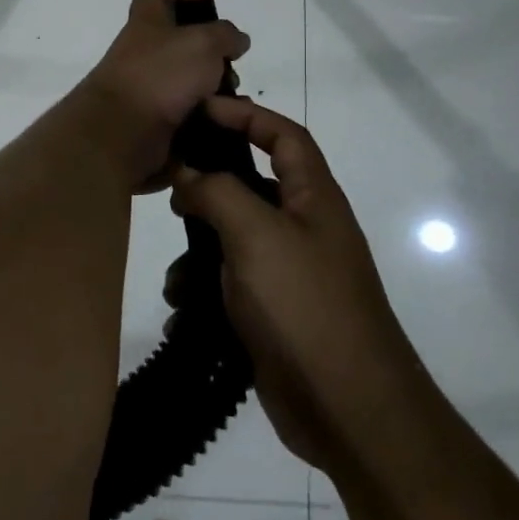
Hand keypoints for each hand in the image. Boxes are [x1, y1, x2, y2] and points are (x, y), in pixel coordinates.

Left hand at [75, 0, 250, 191]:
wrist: (121, 134)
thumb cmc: (160, 76)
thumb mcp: (202, 43)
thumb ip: (225, 35)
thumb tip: (236, 40)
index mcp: (147, 24)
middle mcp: (143, 54)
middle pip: (180, 42)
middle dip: (212, 51)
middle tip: (233, 61)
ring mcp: (147, 90)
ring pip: (189, 82)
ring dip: (215, 87)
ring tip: (236, 97)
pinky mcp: (154, 123)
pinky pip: (189, 114)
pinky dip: (209, 117)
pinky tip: (228, 122)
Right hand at [171, 97, 415, 474]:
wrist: (348, 410)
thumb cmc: (305, 305)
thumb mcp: (257, 235)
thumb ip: (218, 192)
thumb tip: (188, 171)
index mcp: (314, 198)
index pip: (283, 135)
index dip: (246, 114)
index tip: (200, 109)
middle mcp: (304, 228)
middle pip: (253, 186)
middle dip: (210, 187)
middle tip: (170, 188)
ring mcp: (289, 273)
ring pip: (234, 240)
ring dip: (199, 252)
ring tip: (174, 276)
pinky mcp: (273, 313)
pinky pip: (231, 286)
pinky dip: (204, 293)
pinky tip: (181, 312)